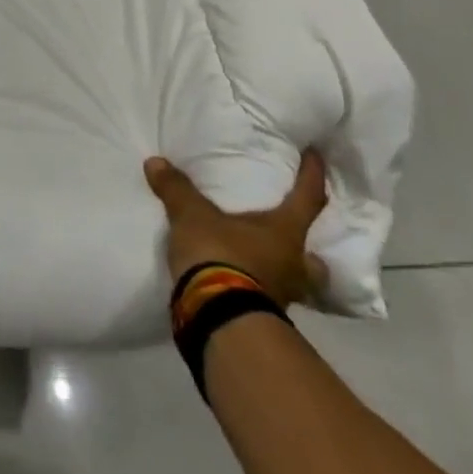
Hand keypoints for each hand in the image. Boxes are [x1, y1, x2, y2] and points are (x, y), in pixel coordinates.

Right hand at [144, 152, 328, 308]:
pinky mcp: (264, 317)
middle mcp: (293, 265)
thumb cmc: (219, 255)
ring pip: (297, 284)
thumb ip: (177, 189)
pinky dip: (260, 289)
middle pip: (316, 259)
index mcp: (285, 233)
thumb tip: (155, 162)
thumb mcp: (192, 216)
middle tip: (295, 239)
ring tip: (267, 264)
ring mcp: (283, 296)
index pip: (308, 198)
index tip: (317, 156)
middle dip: (311, 251)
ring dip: (286, 274)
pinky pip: (269, 298)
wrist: (218, 316)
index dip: (313, 176)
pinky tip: (244, 283)